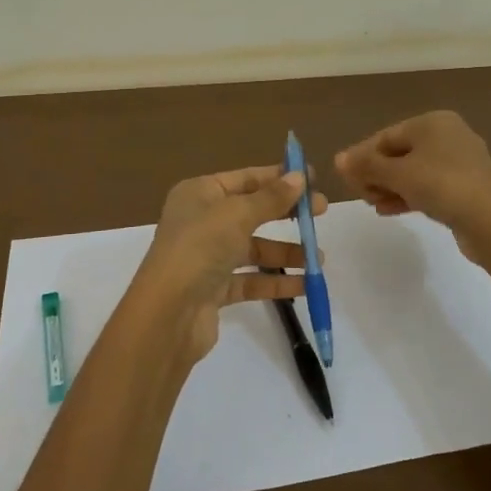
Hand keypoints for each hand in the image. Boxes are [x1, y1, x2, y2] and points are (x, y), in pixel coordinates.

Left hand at [129, 165, 326, 362]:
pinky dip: (276, 281)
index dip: (278, 177)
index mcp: (199, 193)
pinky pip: (251, 279)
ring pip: (254, 248)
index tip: (312, 178)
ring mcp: (207, 256)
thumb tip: (299, 177)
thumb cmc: (200, 248)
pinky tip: (305, 284)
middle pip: (251, 211)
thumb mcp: (237, 214)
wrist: (168, 313)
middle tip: (322, 212)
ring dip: (286, 252)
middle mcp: (201, 221)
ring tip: (320, 258)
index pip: (245, 178)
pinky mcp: (214, 289)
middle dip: (287, 213)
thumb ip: (271, 198)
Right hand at [334, 111, 490, 258]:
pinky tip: (390, 210)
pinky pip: (430, 185)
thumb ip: (366, 165)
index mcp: (434, 122)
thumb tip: (338, 159)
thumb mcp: (397, 174)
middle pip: (400, 153)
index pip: (387, 136)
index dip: (362, 156)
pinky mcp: (467, 186)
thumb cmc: (440, 185)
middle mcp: (449, 134)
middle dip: (376, 173)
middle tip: (360, 193)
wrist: (489, 221)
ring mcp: (461, 161)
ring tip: (372, 204)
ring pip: (415, 170)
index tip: (345, 177)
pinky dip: (409, 194)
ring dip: (390, 186)